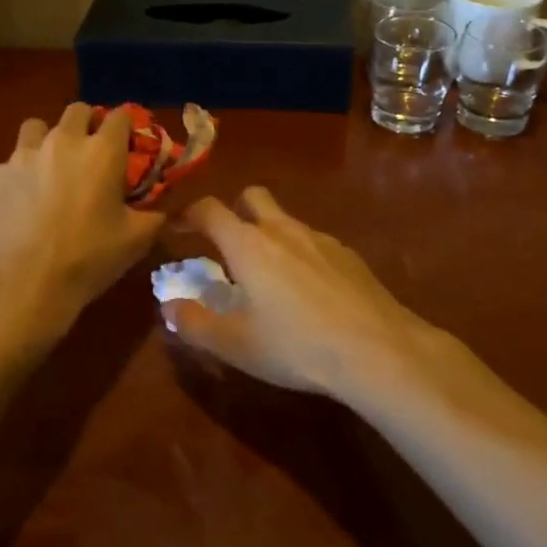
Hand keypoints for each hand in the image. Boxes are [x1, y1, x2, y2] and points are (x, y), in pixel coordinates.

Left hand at [0, 103, 163, 327]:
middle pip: (78, 111)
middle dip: (88, 125)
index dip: (127, 126)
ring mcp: (23, 154)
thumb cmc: (86, 260)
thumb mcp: (136, 240)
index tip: (129, 144)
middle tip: (92, 155)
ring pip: (38, 127)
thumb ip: (156, 213)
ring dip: (49, 139)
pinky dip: (21, 174)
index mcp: (102, 152)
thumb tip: (165, 205)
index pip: (120, 115)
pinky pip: (11, 161)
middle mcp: (63, 141)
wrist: (20, 285)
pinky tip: (22, 202)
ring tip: (52, 168)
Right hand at [162, 187, 440, 399]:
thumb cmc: (296, 347)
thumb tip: (169, 306)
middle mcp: (282, 230)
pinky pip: (314, 242)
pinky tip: (310, 290)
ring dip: (269, 234)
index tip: (178, 227)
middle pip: (252, 196)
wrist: (376, 349)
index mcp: (248, 245)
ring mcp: (320, 238)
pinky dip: (301, 253)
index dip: (188, 214)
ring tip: (269, 274)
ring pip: (285, 220)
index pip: (209, 210)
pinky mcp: (348, 254)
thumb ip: (195, 324)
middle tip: (227, 242)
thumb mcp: (235, 345)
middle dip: (234, 209)